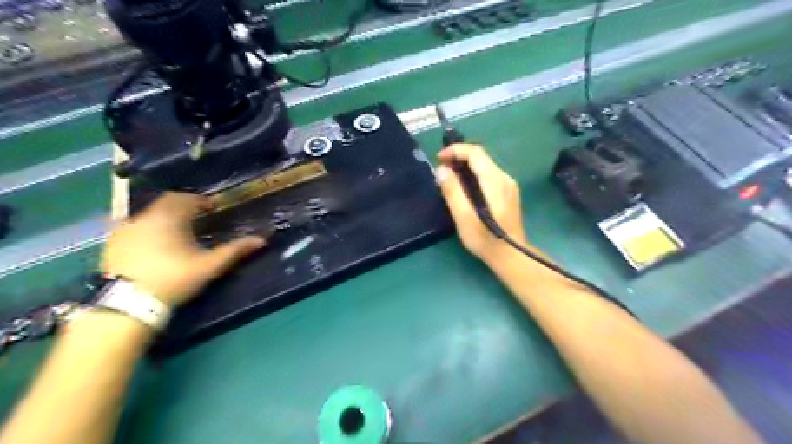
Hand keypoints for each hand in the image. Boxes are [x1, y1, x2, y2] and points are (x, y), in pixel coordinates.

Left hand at [101, 193, 265, 306]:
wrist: (127, 304)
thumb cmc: (174, 278)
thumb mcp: (209, 265)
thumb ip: (235, 250)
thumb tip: (261, 239)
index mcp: (170, 217)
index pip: (187, 198)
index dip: (201, 201)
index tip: (212, 208)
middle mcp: (145, 217)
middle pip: (166, 202)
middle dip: (183, 206)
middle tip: (197, 216)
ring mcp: (125, 229)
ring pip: (149, 213)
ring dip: (165, 216)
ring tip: (177, 230)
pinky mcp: (112, 243)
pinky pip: (133, 226)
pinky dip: (147, 228)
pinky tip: (153, 243)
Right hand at [436, 144, 527, 264]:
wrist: (511, 256)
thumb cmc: (485, 239)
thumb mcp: (464, 217)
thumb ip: (453, 191)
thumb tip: (442, 169)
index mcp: (495, 181)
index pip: (476, 153)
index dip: (456, 150)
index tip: (439, 159)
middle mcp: (505, 178)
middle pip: (481, 156)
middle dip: (459, 156)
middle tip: (441, 168)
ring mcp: (508, 185)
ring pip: (485, 165)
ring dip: (466, 165)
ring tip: (449, 176)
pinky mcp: (508, 193)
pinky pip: (489, 174)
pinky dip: (473, 174)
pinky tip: (464, 186)